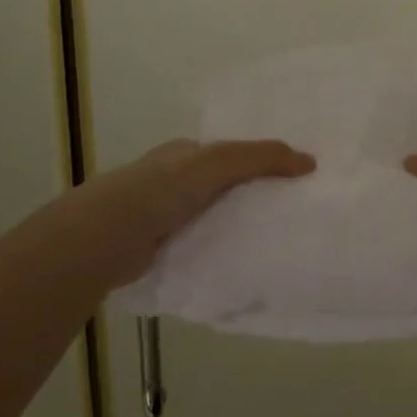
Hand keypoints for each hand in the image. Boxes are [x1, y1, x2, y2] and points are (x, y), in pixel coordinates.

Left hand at [67, 139, 314, 290]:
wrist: (105, 238)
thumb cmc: (160, 190)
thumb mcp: (216, 163)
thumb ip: (261, 158)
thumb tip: (310, 162)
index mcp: (184, 154)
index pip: (230, 154)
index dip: (261, 163)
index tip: (294, 180)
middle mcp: (174, 181)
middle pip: (224, 187)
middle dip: (252, 197)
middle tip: (293, 214)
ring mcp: (165, 216)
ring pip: (213, 218)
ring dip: (237, 227)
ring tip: (277, 241)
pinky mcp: (162, 247)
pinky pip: (202, 245)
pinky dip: (220, 250)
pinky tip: (243, 262)